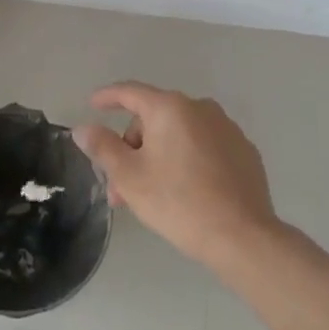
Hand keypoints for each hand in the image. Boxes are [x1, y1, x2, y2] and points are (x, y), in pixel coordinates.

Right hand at [72, 83, 298, 271]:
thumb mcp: (128, 176)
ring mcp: (227, 129)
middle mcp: (201, 109)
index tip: (92, 104)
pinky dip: (185, 159)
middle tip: (119, 183)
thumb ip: (102, 146)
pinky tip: (183, 190)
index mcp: (170, 108)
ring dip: (157, 155)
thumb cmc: (177, 201)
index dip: (107, 97)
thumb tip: (84, 128)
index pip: (130, 92)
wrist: (242, 236)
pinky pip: (203, 146)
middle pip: (153, 118)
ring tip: (147, 193)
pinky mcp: (244, 152)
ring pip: (178, 134)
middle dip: (132, 146)